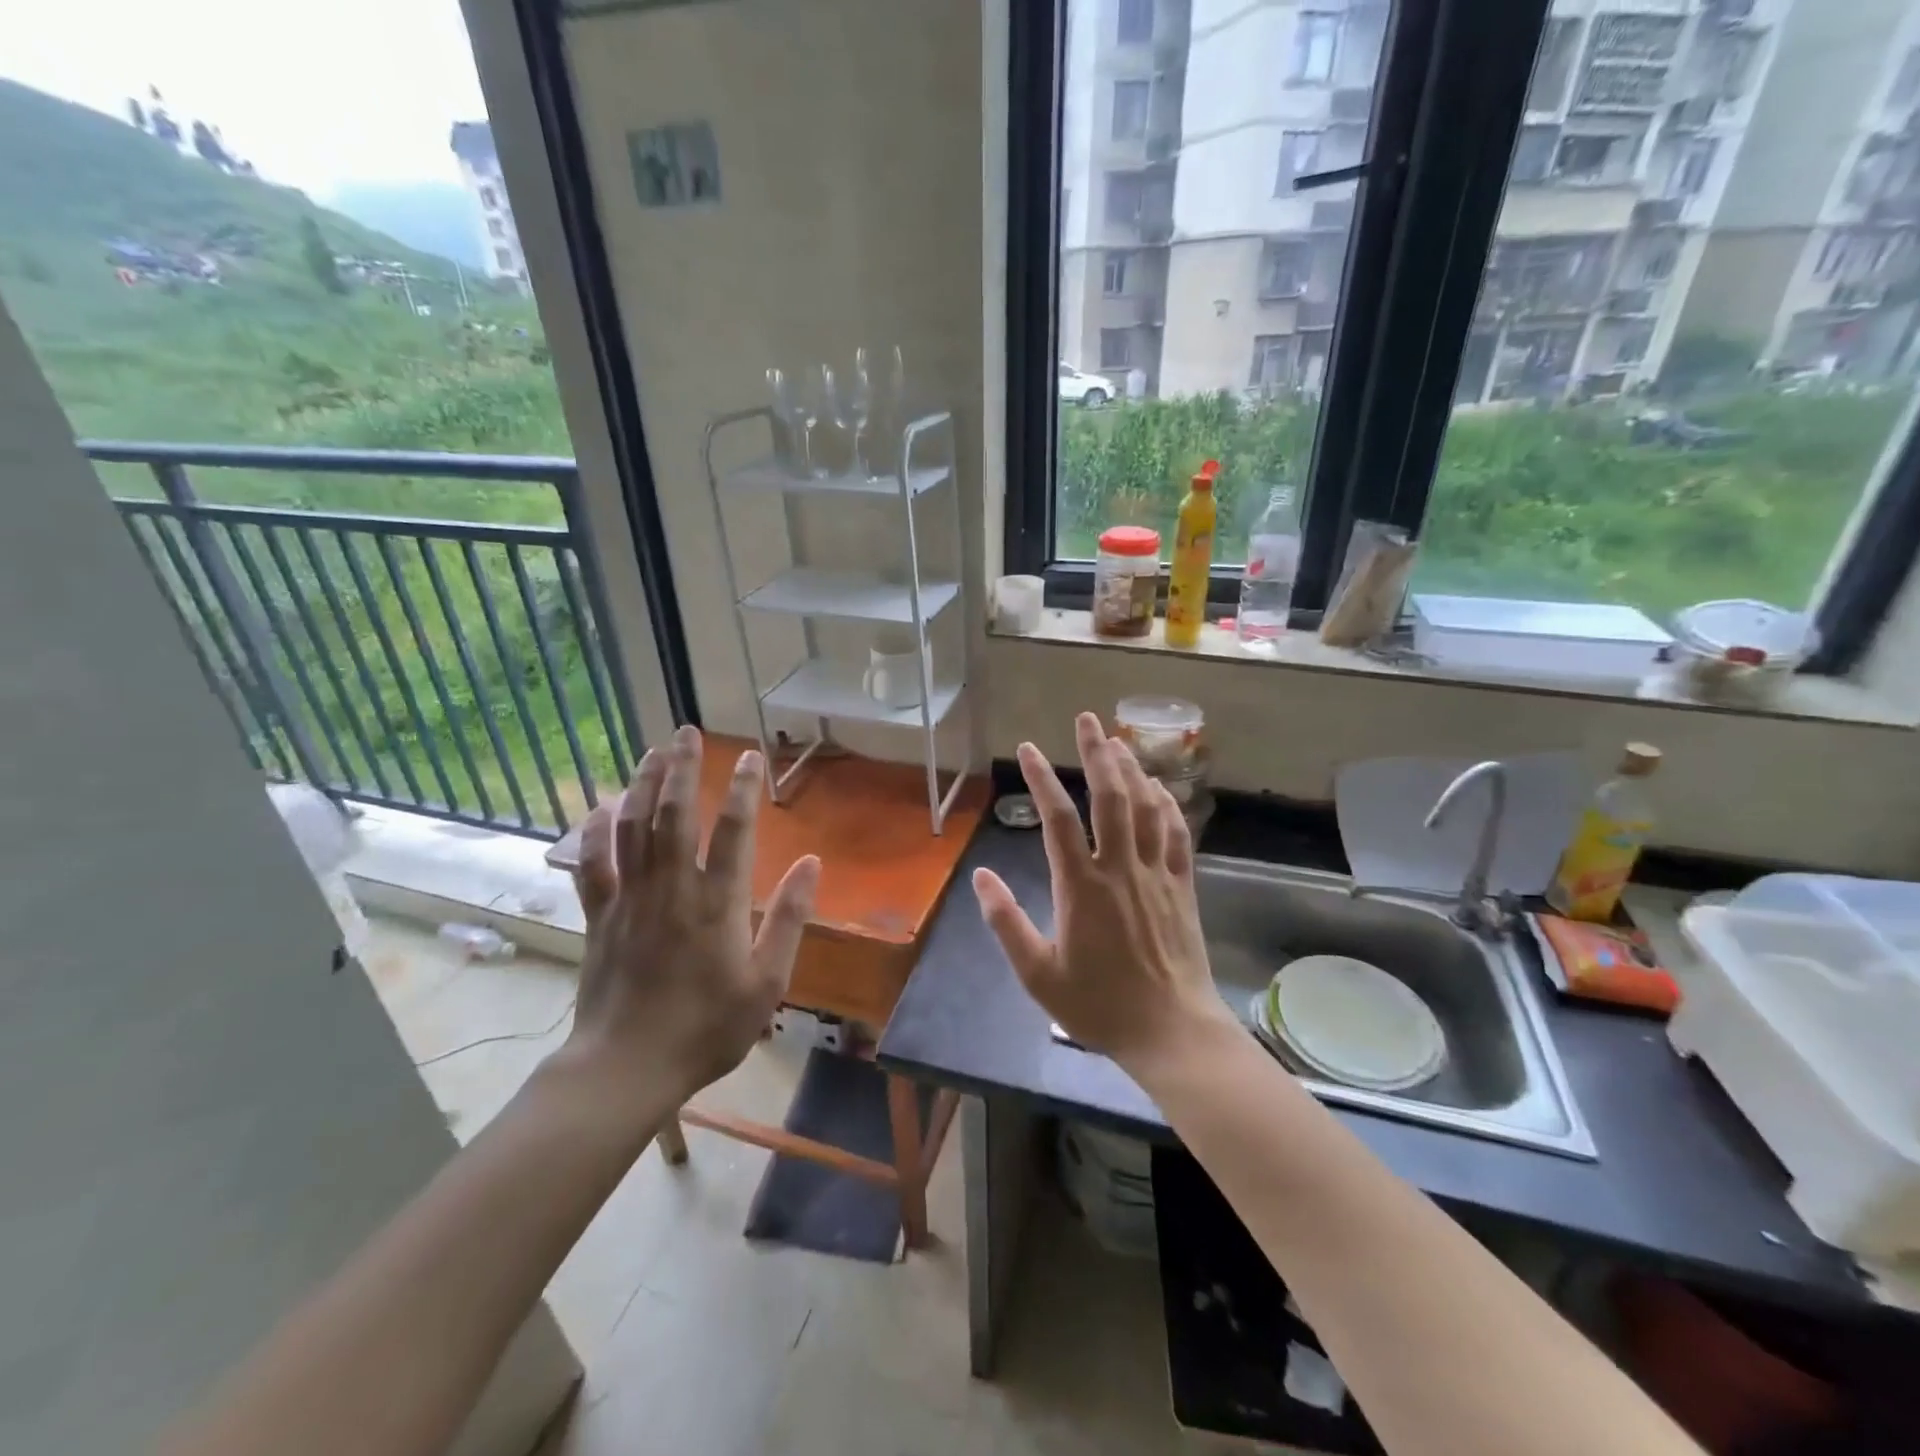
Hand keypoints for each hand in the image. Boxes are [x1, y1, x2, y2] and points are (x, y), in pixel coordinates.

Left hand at [563, 726, 820, 1105]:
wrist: (627, 1067)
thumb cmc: (707, 1027)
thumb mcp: (767, 981)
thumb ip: (789, 918)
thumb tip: (812, 864)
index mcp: (717, 903)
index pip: (733, 830)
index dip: (742, 789)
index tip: (749, 757)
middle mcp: (672, 888)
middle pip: (674, 815)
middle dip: (682, 768)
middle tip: (685, 731)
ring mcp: (630, 899)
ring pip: (633, 828)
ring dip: (642, 785)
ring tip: (652, 751)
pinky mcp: (600, 917)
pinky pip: (594, 865)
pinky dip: (596, 832)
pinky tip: (601, 807)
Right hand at [972, 713, 1233, 1073]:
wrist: (1170, 1031)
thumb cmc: (1099, 1005)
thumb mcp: (1038, 974)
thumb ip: (1007, 922)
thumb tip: (981, 876)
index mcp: (1081, 887)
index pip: (1058, 819)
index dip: (1043, 780)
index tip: (1029, 749)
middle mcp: (1120, 869)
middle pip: (1110, 798)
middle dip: (1096, 754)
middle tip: (1087, 720)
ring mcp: (1157, 874)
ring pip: (1146, 808)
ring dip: (1132, 769)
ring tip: (1118, 740)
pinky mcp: (1183, 886)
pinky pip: (1177, 834)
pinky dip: (1167, 805)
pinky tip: (1159, 788)